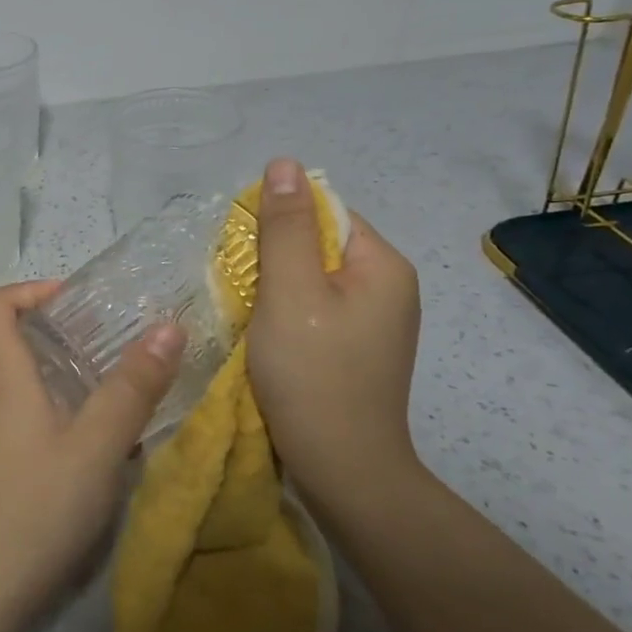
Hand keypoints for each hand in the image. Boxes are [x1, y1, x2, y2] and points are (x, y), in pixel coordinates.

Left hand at [0, 281, 185, 631]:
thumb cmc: (38, 506)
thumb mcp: (97, 445)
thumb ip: (132, 388)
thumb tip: (167, 327)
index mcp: (4, 376)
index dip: (32, 290)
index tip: (79, 302)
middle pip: (18, 341)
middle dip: (69, 332)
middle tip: (123, 343)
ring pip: (32, 382)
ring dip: (76, 376)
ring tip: (128, 389)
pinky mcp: (2, 464)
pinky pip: (35, 417)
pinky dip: (70, 413)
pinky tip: (111, 445)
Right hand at [245, 157, 423, 510]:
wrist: (342, 468)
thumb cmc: (312, 373)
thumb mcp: (290, 292)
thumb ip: (285, 227)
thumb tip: (284, 163)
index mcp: (383, 265)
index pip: (326, 213)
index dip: (279, 224)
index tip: (244, 256)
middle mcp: (388, 287)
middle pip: (319, 246)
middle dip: (274, 260)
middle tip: (242, 290)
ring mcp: (375, 322)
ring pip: (312, 281)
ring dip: (275, 289)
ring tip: (250, 316)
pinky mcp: (356, 349)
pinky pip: (315, 311)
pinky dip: (285, 315)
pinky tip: (267, 338)